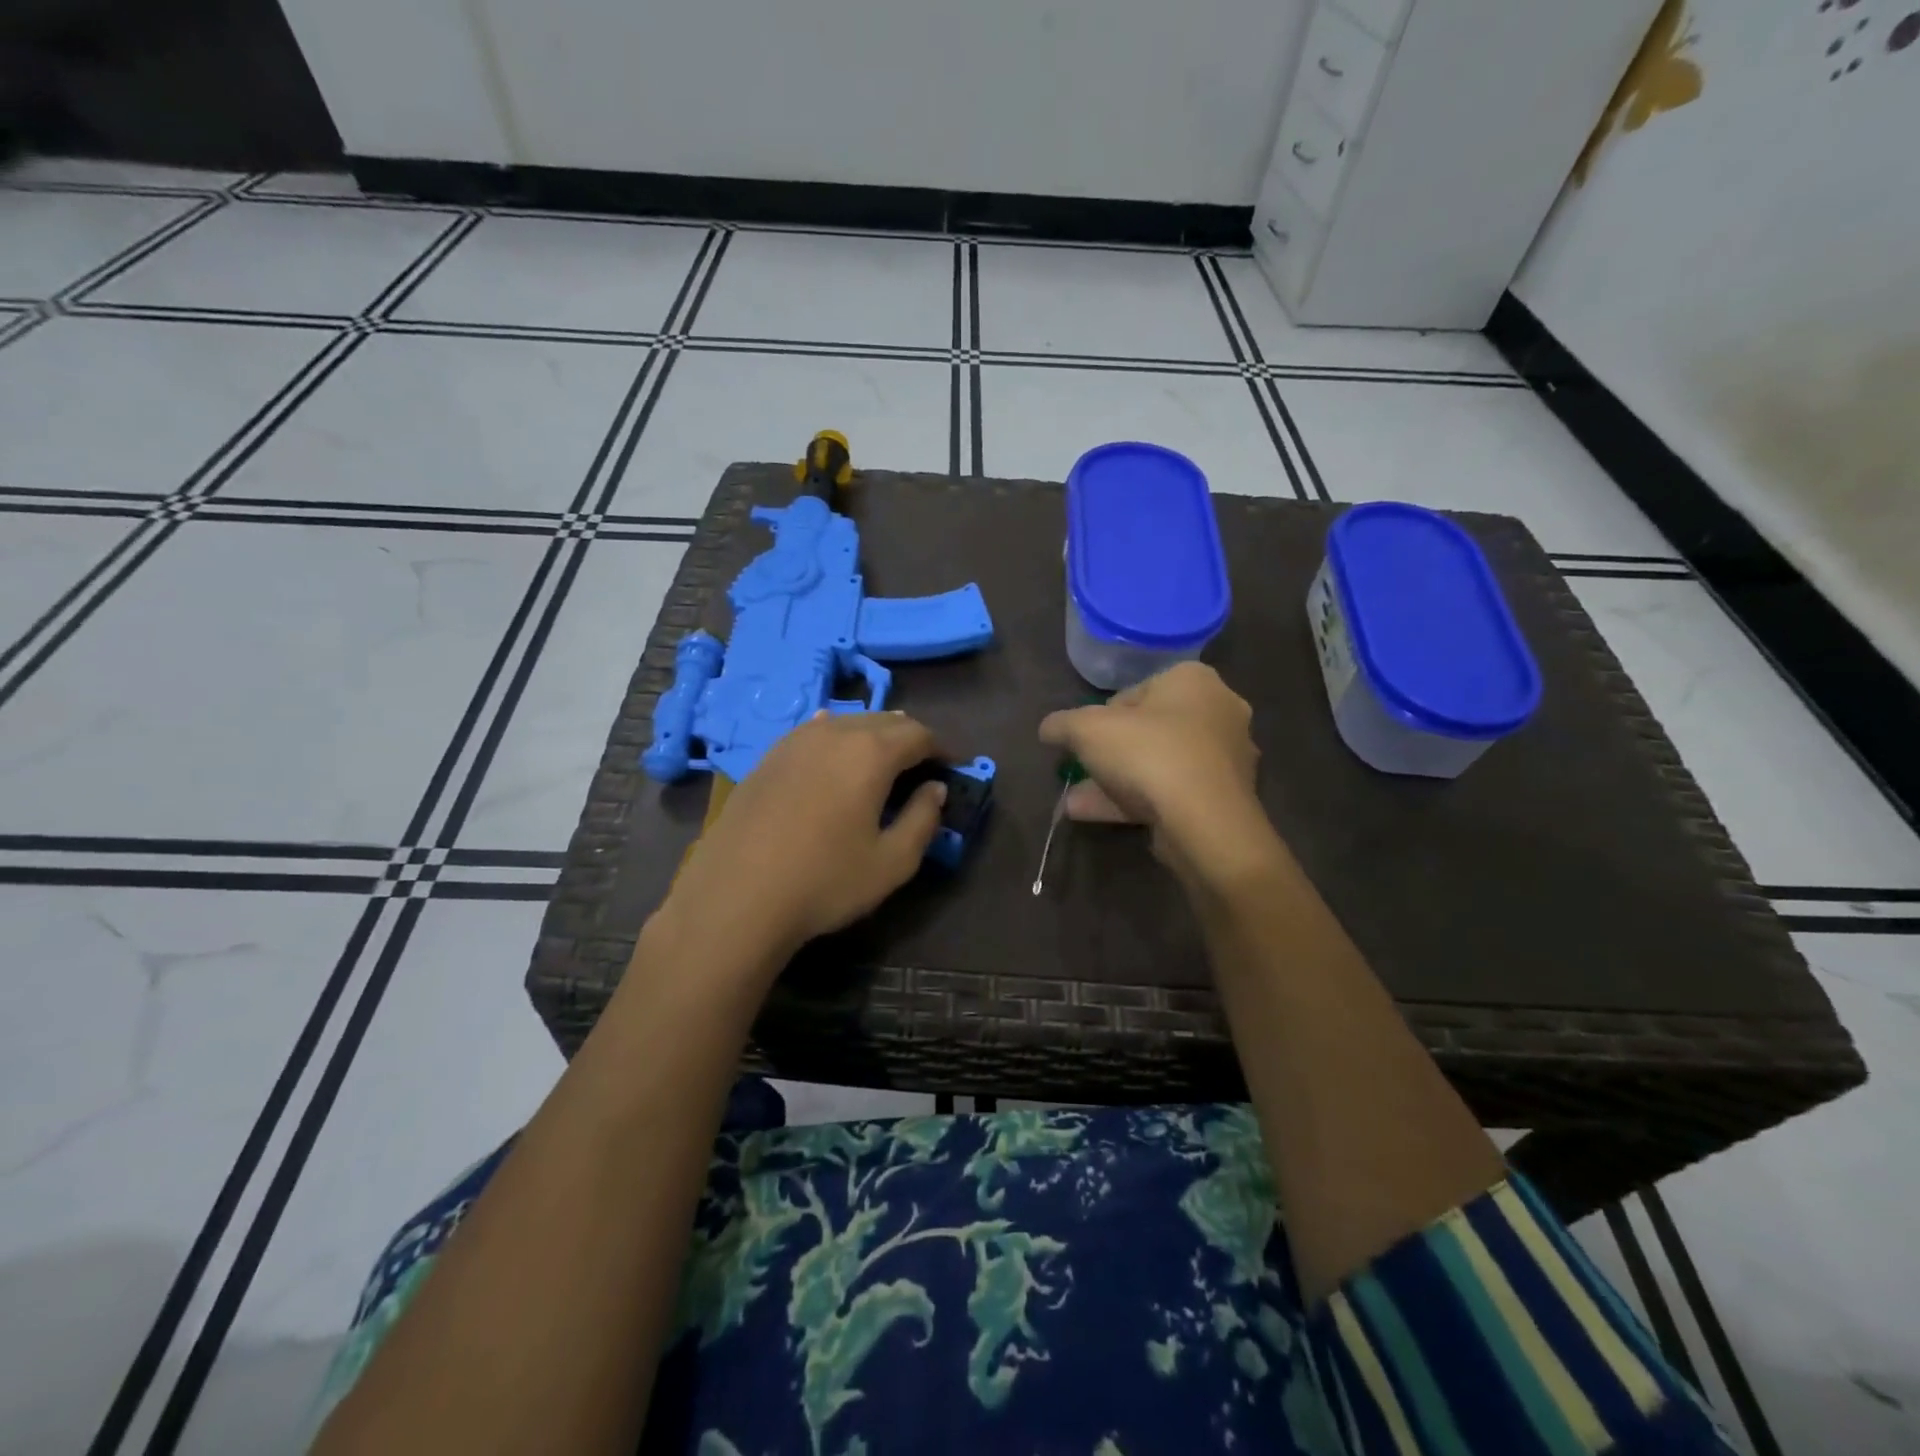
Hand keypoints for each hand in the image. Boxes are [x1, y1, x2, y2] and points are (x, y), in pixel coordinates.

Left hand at [663, 712, 947, 958]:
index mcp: (871, 752)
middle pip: (884, 720)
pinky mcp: (768, 757)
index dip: (942, 749)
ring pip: (847, 722)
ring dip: (873, 735)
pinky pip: (814, 732)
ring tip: (882, 761)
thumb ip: (923, 819)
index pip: (919, 734)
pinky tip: (834, 748)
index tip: (952, 768)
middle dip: (910, 738)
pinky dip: (836, 737)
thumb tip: (935, 789)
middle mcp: (834, 732)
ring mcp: (795, 741)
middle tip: (922, 766)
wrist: (735, 896)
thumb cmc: (824, 881)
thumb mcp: (892, 862)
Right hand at [1038, 663, 1270, 885]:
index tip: (1082, 739)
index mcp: (1193, 680)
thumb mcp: (1086, 729)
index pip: (1136, 691)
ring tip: (1073, 801)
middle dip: (1108, 753)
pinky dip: (1133, 801)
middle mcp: (1218, 712)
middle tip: (1079, 770)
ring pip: (1158, 765)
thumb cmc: (1147, 753)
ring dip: (1114, 781)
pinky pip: (1169, 793)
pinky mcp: (1223, 799)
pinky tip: (1094, 815)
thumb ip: (1062, 724)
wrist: (1203, 820)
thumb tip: (1048, 728)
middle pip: (1149, 730)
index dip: (1101, 716)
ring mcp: (1224, 759)